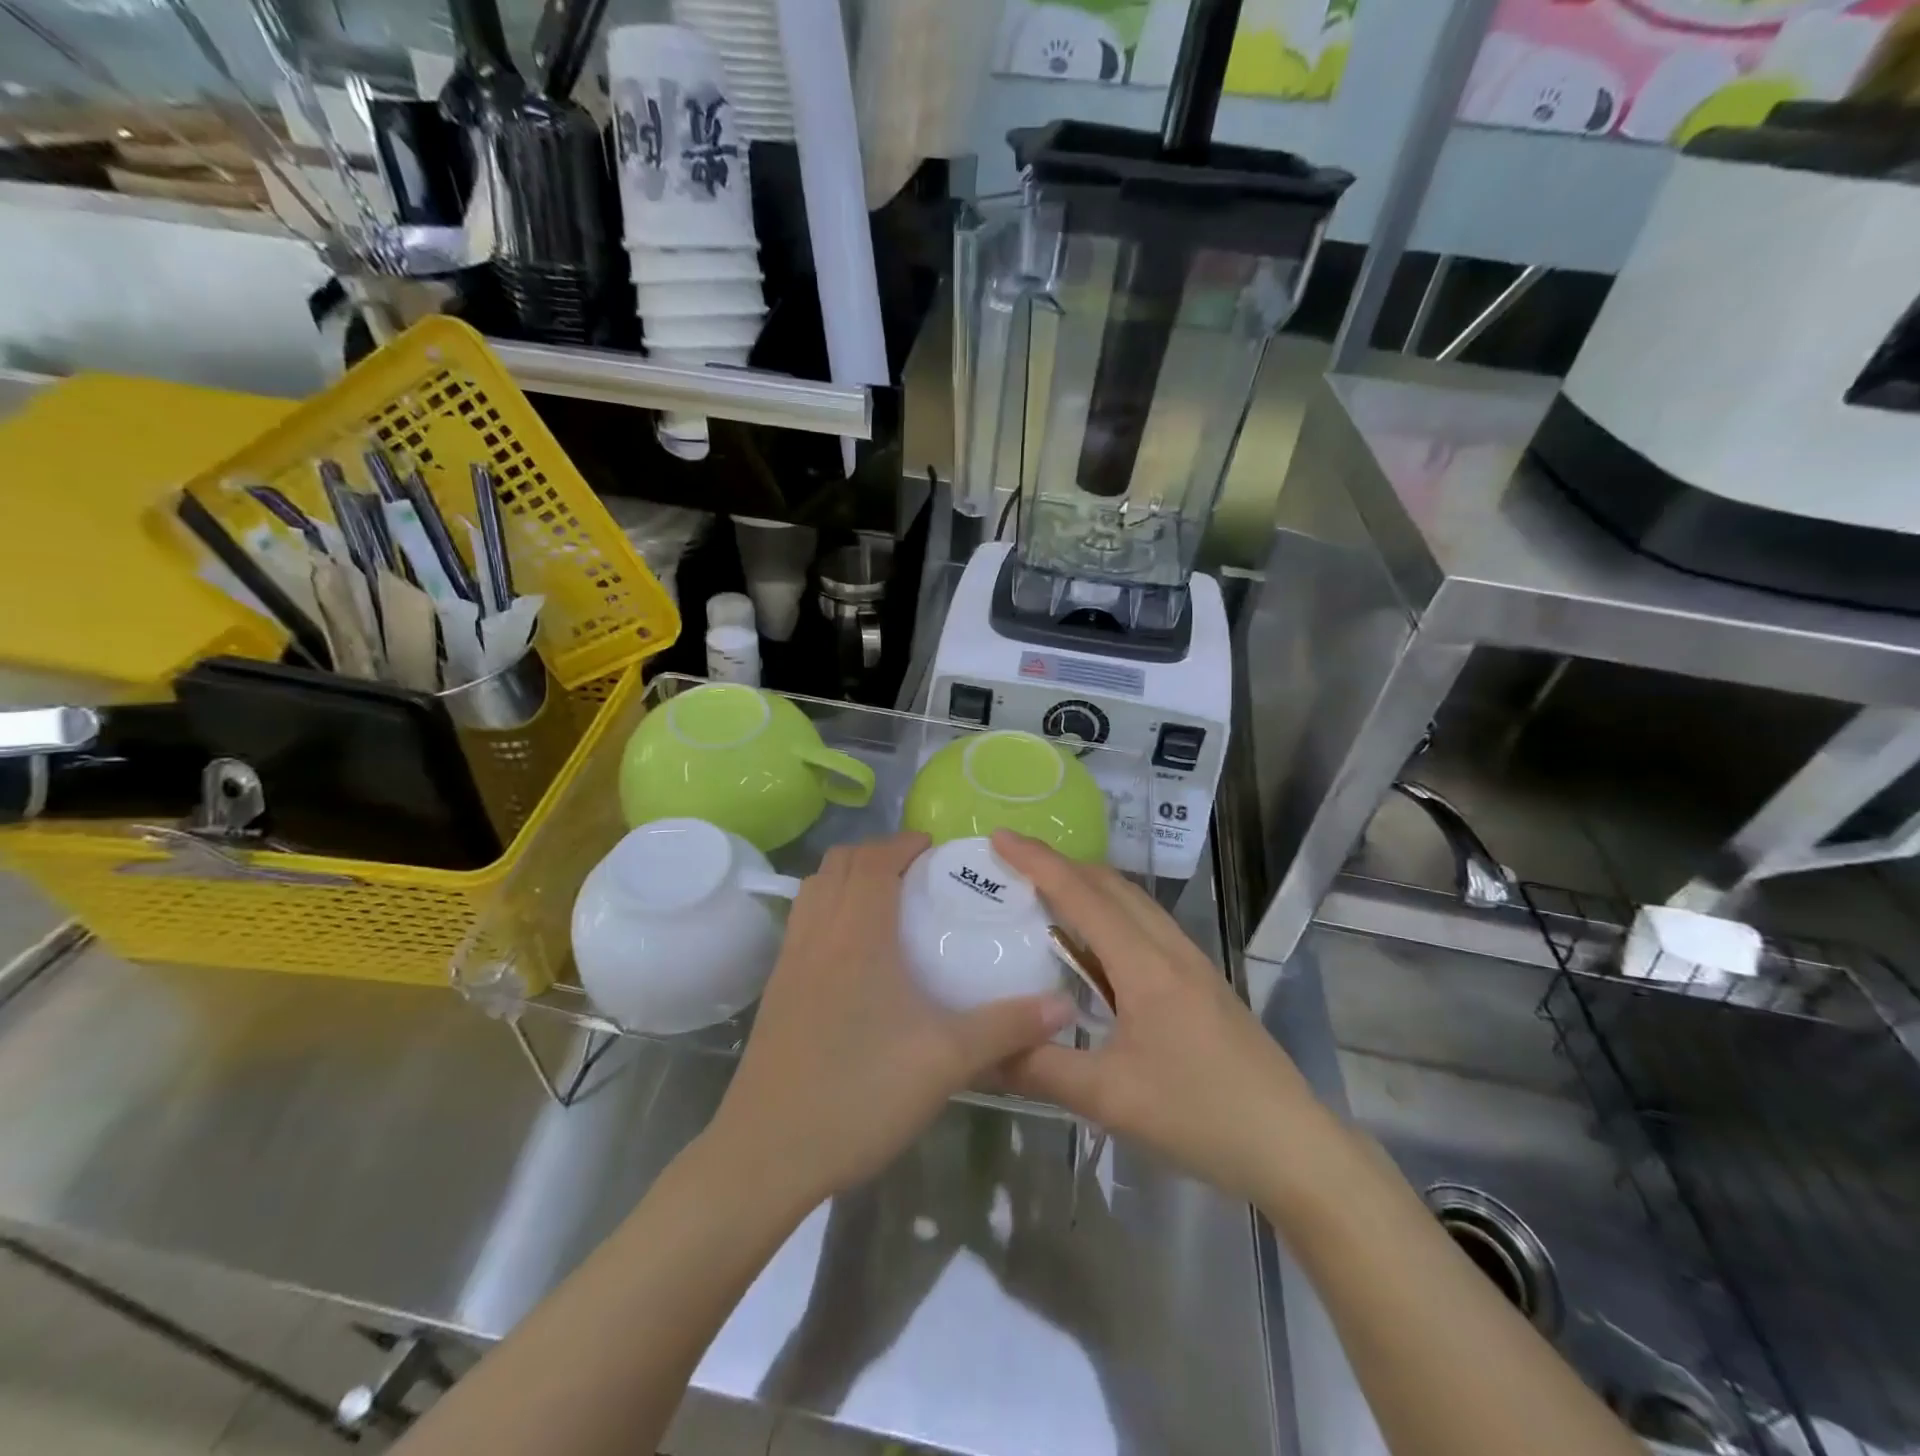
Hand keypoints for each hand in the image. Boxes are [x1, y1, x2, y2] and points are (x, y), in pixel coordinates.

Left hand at [707, 832, 1075, 1212]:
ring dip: (849, 877)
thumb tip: (1063, 1006)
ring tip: (887, 902)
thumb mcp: (946, 1060)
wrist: (766, 1154)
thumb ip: (1006, 1028)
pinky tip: (855, 952)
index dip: (904, 843)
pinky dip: (829, 908)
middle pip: (839, 863)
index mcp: (857, 932)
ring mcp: (790, 960)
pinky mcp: (777, 989)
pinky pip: (803, 921)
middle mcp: (818, 932)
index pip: (874, 859)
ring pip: (815, 889)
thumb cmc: (860, 1093)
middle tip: (918, 873)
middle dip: (878, 853)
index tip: (936, 850)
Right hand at [993, 831, 1332, 1202]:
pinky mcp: (1201, 981)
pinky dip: (1110, 913)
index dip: (1038, 862)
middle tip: (1013, 864)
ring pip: (1133, 902)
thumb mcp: (1109, 1099)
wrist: (1291, 1146)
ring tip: (1045, 893)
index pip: (1082, 896)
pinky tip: (1095, 945)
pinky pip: (1146, 925)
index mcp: (1146, 965)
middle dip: (1060, 864)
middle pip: (1110, 885)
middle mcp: (1169, 949)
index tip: (999, 837)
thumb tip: (980, 1053)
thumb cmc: (1200, 1116)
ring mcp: (1191, 962)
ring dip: (1088, 885)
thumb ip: (1040, 1069)